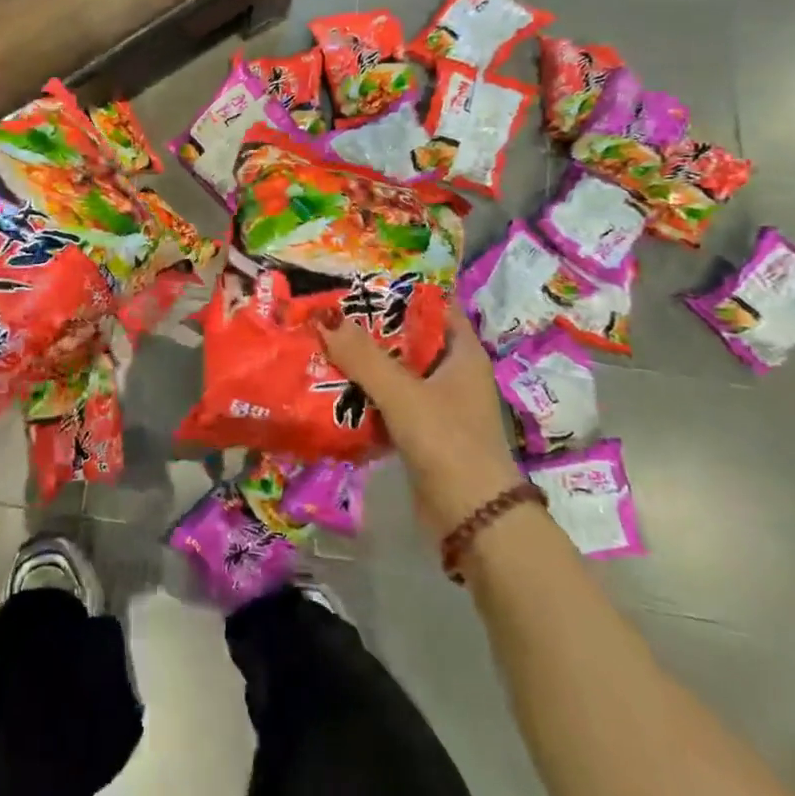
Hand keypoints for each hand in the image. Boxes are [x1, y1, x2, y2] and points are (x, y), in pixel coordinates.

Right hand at [321, 303, 524, 539]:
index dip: (402, 287)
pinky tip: (329, 384)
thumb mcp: (404, 395)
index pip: (434, 305)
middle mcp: (451, 372)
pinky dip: (363, 392)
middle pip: (407, 336)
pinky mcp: (420, 431)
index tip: (361, 274)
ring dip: (362, 360)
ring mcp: (436, 403)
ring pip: (394, 370)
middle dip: (370, 324)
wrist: (474, 521)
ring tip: (320, 338)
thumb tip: (325, 319)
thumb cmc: (448, 443)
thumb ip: (364, 358)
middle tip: (328, 306)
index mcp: (462, 353)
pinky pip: (387, 400)